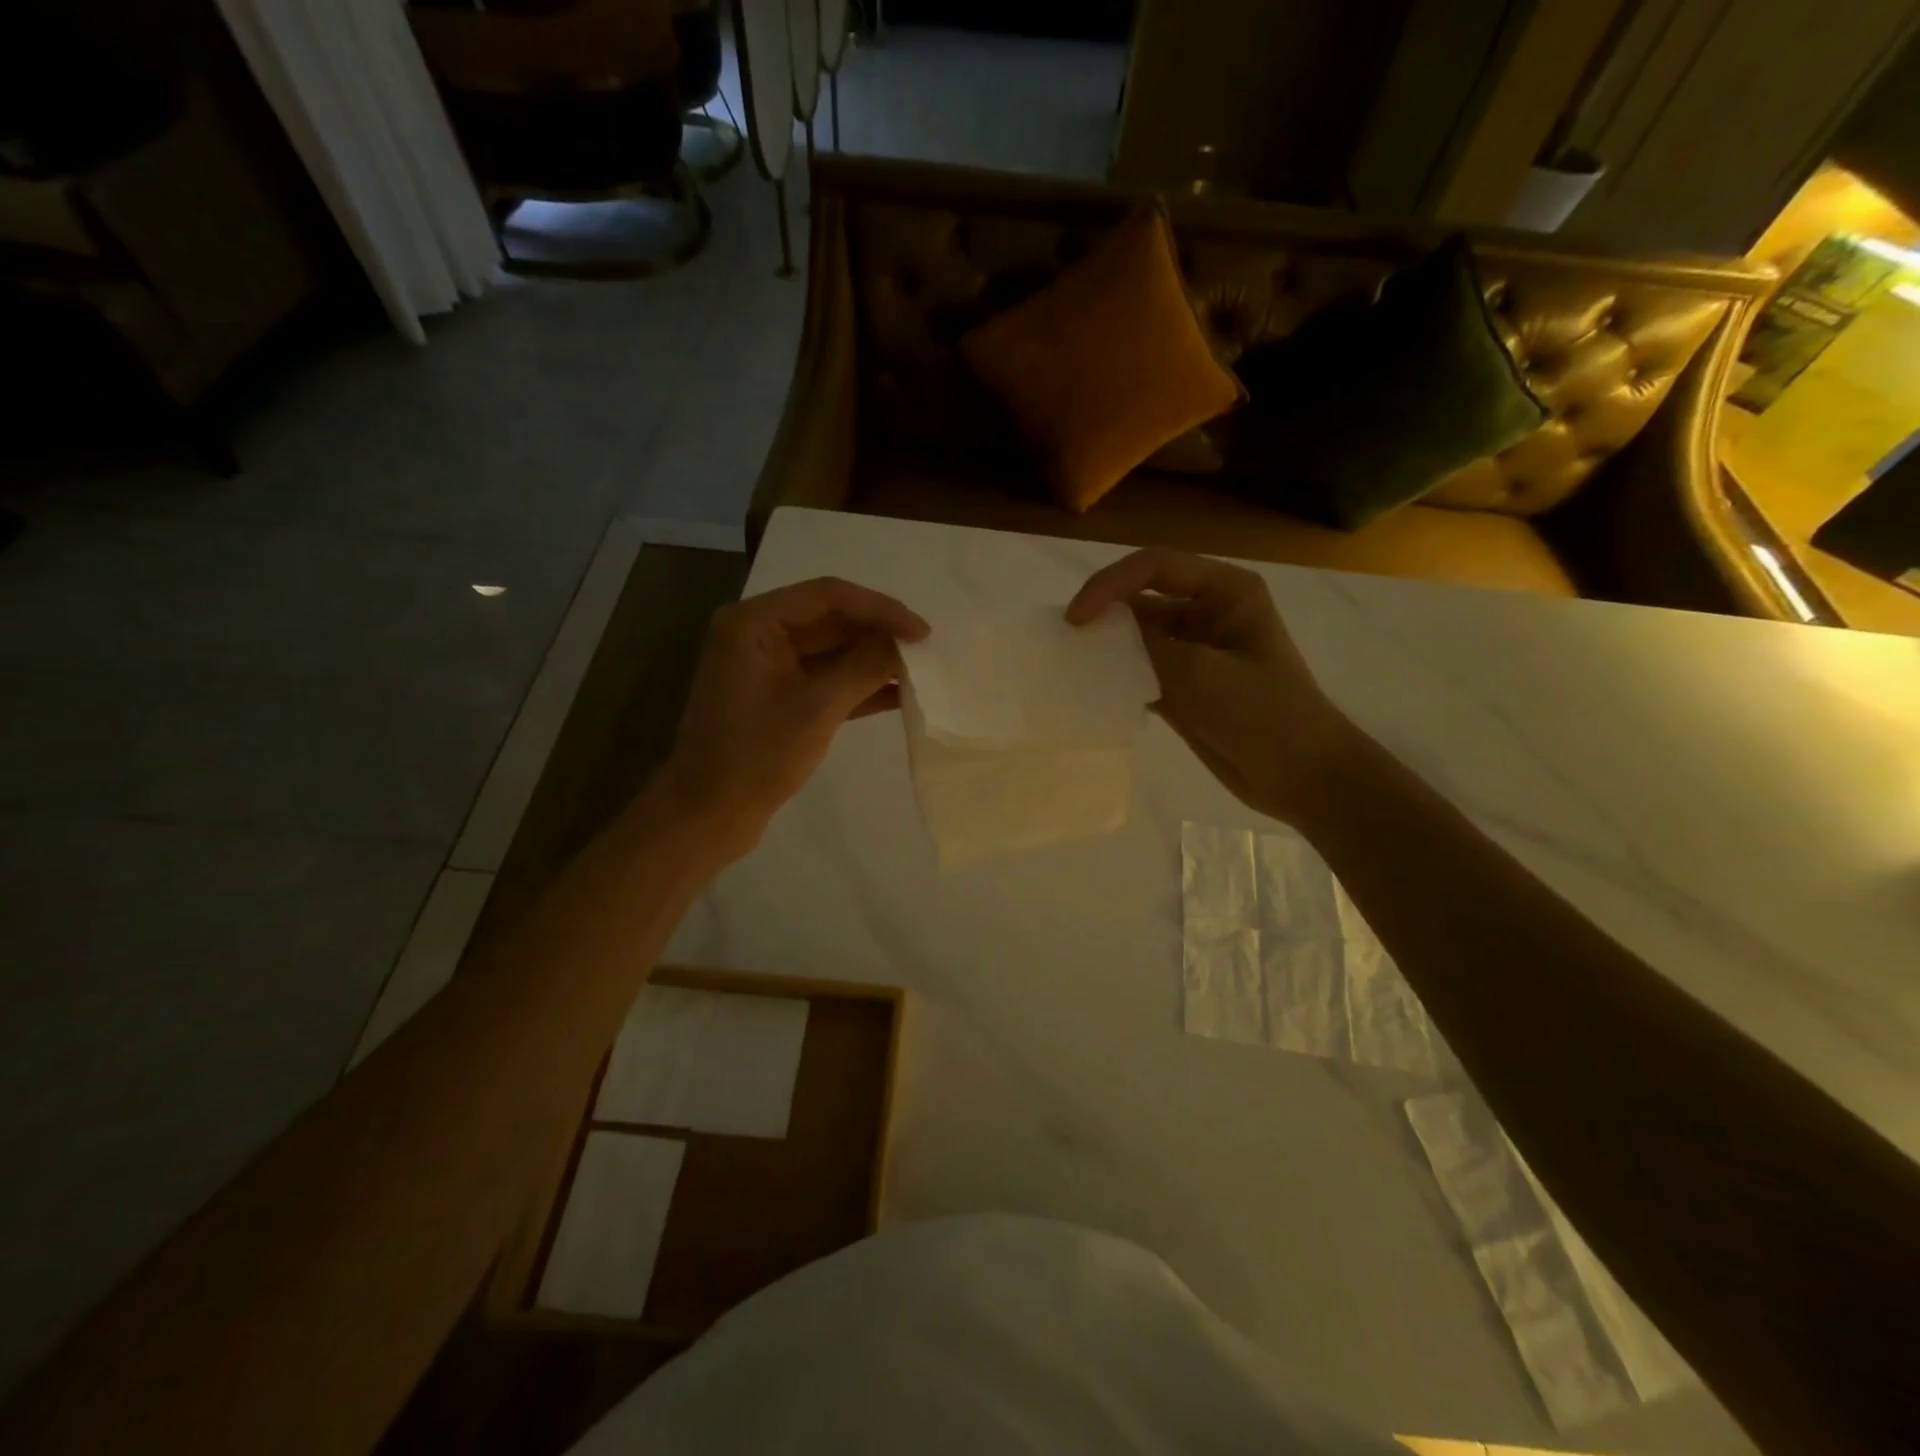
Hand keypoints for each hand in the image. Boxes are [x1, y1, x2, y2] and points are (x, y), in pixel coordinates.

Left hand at [655, 578, 928, 859]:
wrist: (709, 814)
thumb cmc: (757, 756)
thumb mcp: (817, 708)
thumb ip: (864, 667)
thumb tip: (905, 643)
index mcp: (755, 623)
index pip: (828, 596)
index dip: (880, 609)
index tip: (921, 632)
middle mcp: (759, 634)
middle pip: (831, 619)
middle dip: (878, 633)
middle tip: (925, 650)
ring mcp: (767, 666)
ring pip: (831, 650)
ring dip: (872, 659)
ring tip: (919, 670)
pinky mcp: (778, 696)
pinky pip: (824, 678)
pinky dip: (858, 685)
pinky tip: (898, 694)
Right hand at [1067, 548, 1352, 824]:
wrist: (1300, 777)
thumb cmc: (1264, 715)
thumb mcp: (1202, 675)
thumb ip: (1148, 647)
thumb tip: (1098, 629)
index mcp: (1225, 591)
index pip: (1155, 567)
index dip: (1110, 585)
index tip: (1076, 619)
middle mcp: (1207, 611)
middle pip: (1141, 598)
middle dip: (1102, 614)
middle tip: (1064, 640)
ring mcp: (1193, 650)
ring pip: (1136, 637)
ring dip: (1105, 648)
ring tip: (1070, 665)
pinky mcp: (1182, 685)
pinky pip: (1139, 670)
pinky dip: (1116, 678)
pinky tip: (1091, 693)